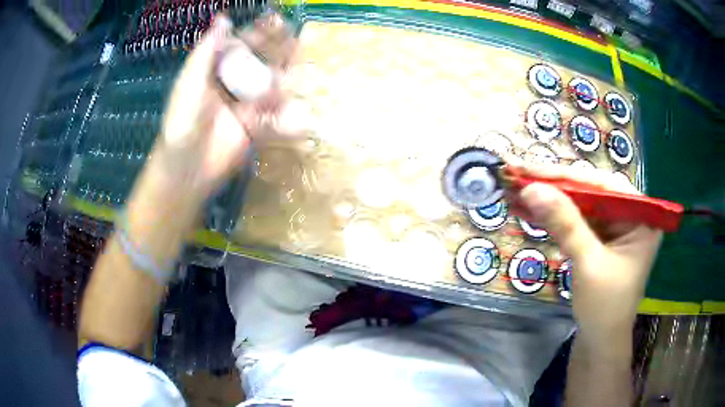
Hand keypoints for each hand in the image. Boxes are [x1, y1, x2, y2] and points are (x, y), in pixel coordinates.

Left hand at [155, 13, 297, 198]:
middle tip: (296, 42)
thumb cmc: (182, 122)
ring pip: (270, 86)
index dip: (258, 33)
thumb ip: (207, 52)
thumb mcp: (190, 83)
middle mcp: (231, 85)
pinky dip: (287, 113)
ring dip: (286, 78)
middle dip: (277, 52)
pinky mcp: (255, 127)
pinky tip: (300, 110)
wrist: (187, 169)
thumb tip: (223, 19)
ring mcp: (245, 106)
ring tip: (301, 71)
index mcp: (214, 71)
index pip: (240, 45)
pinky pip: (273, 116)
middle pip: (259, 62)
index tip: (278, 21)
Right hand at [509, 163, 661, 345]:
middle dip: (556, 186)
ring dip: (552, 200)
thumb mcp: (588, 263)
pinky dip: (556, 217)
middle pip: (592, 191)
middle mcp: (630, 215)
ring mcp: (615, 227)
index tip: (532, 170)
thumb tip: (531, 189)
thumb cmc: (605, 307)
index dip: (567, 177)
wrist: (600, 343)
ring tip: (520, 189)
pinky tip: (533, 209)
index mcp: (641, 217)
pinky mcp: (601, 239)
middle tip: (522, 176)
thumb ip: (565, 224)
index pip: (604, 186)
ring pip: (582, 204)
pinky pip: (578, 220)